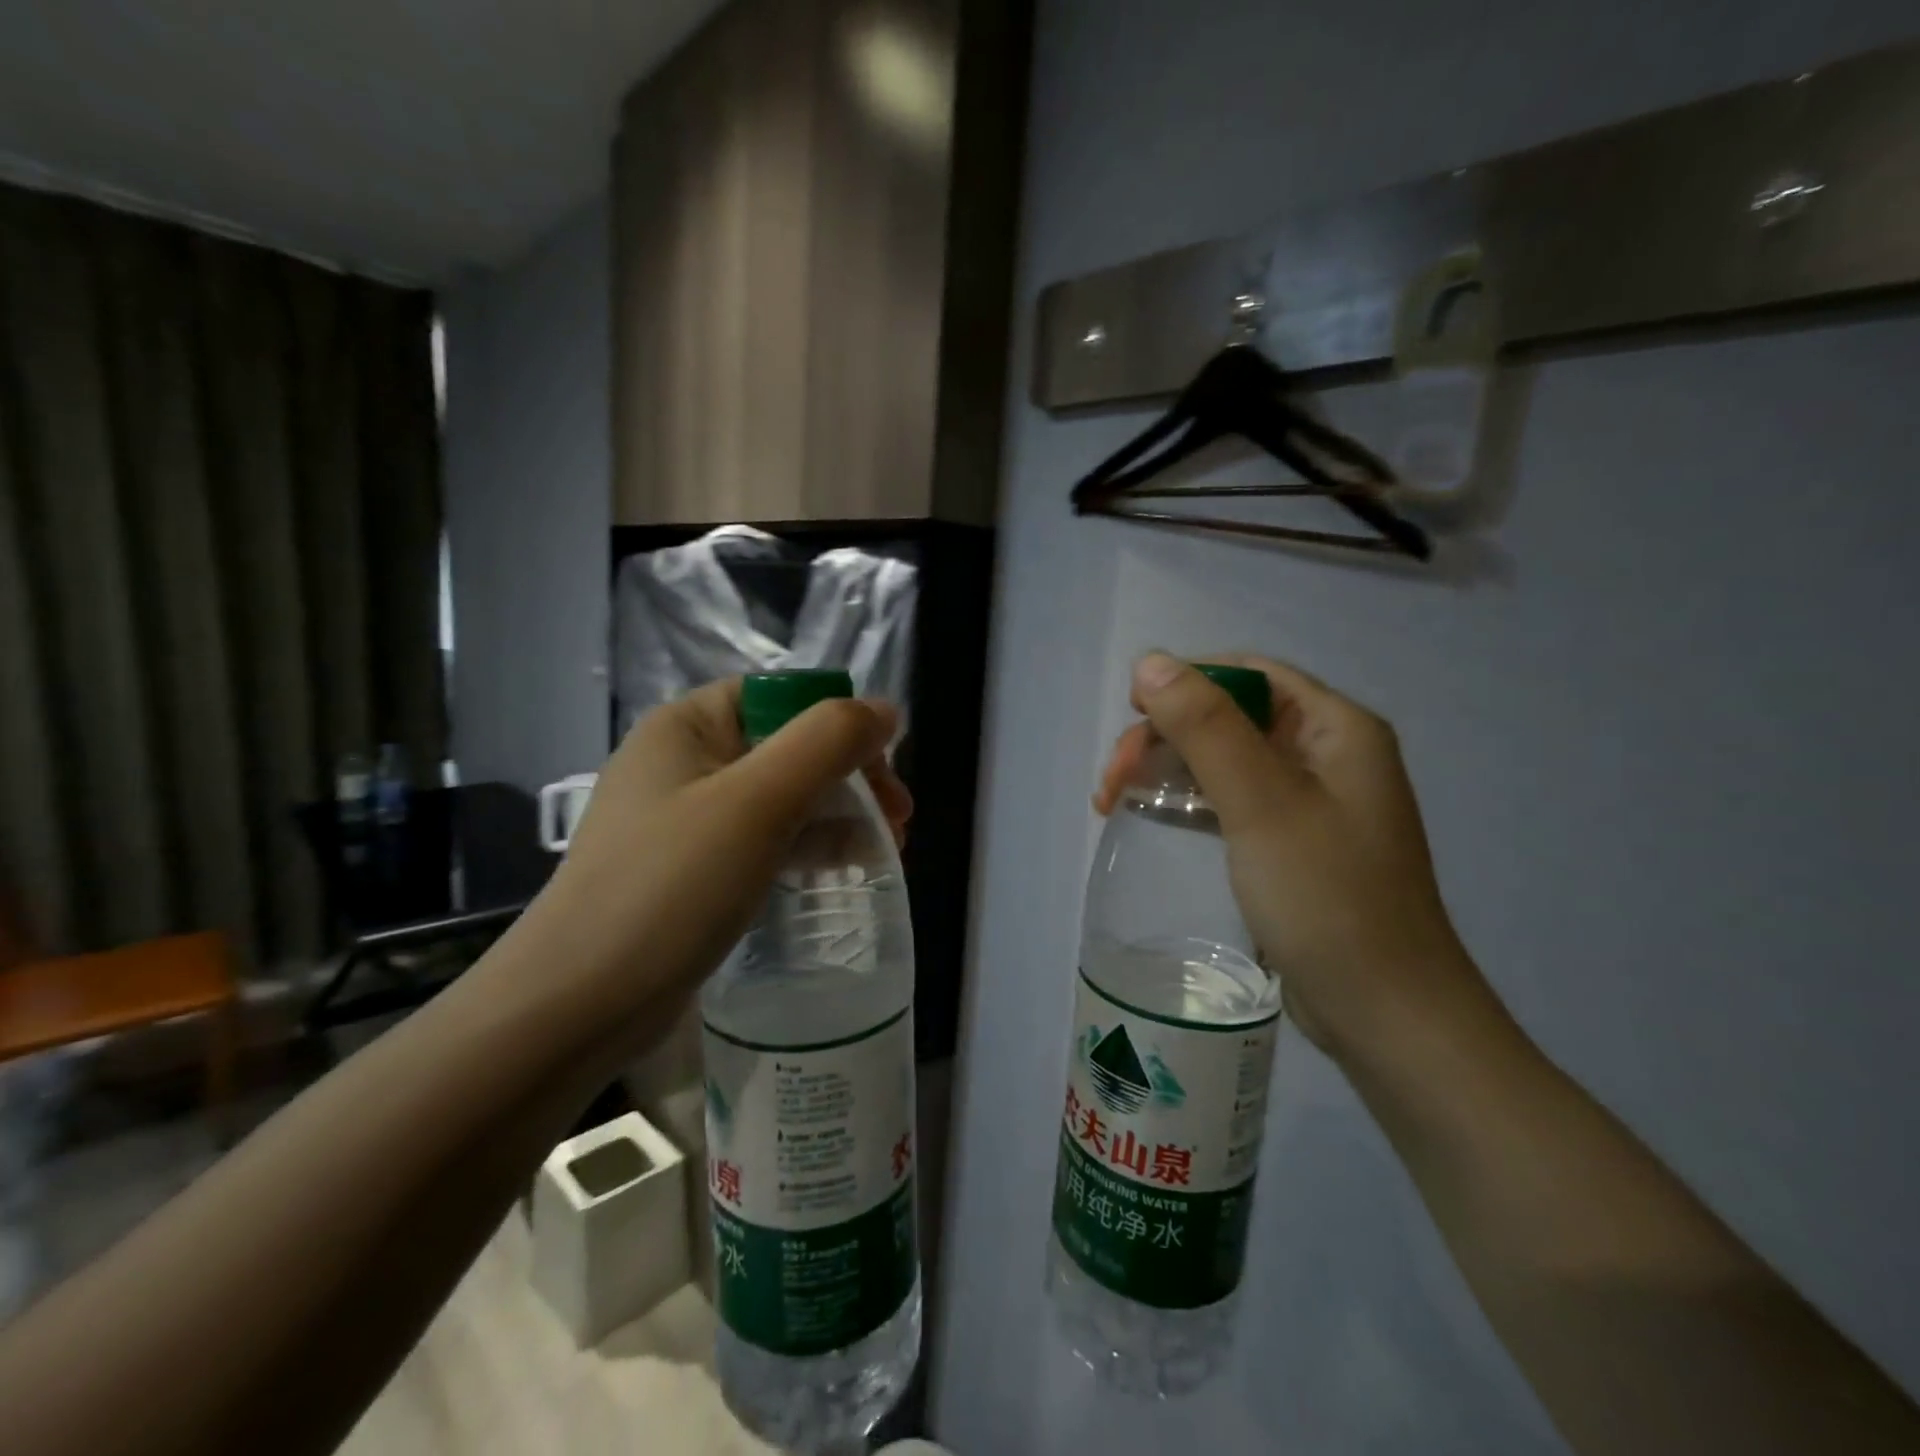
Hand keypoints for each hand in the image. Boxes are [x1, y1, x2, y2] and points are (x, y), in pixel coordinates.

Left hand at [524, 679, 909, 1033]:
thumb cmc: (670, 886)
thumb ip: (827, 742)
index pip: (783, 698)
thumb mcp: (757, 802)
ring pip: (782, 797)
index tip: (886, 775)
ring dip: (837, 814)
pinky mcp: (693, 869)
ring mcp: (686, 818)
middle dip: (850, 777)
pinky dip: (807, 848)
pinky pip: (763, 840)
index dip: (842, 725)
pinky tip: (842, 871)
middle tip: (898, 821)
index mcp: (688, 725)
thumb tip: (885, 709)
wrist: (576, 1006)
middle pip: (789, 747)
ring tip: (886, 851)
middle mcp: (684, 761)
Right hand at [1096, 652, 1485, 1059]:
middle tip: (1113, 780)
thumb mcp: (1262, 804)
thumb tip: (1151, 661)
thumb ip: (1206, 728)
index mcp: (1337, 729)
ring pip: (1223, 759)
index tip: (1131, 715)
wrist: (1385, 1013)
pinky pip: (1231, 800)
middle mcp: (1327, 754)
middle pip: (1230, 717)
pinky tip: (1155, 819)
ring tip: (1115, 801)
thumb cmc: (1328, 899)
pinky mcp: (1291, 843)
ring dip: (1168, 769)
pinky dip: (1188, 802)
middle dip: (1166, 735)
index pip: (1249, 675)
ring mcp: (1310, 802)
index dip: (1185, 682)